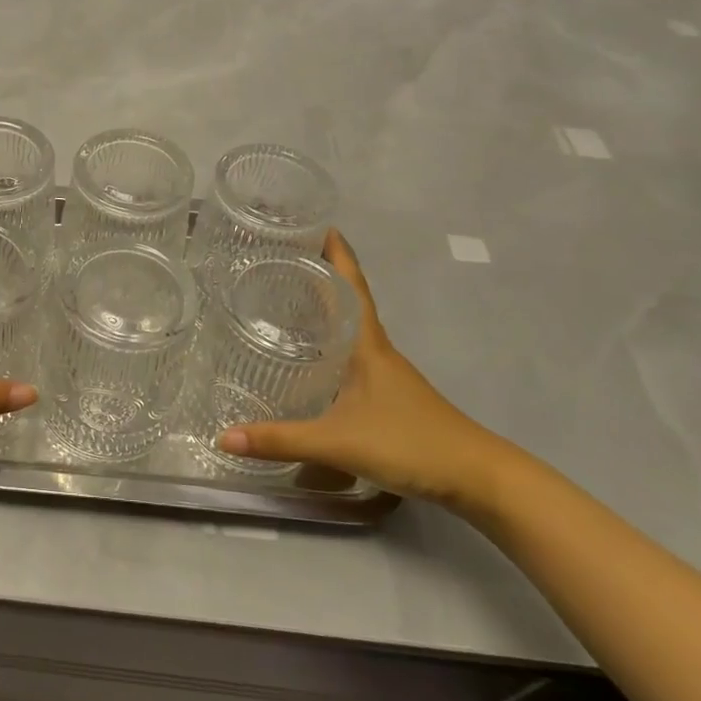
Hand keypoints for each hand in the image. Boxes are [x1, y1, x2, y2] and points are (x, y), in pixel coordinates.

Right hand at [215, 231, 508, 507]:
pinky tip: (312, 359)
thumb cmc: (410, 443)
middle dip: (320, 275)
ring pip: (349, 329)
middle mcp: (376, 350)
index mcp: (367, 344)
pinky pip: (352, 355)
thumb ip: (281, 440)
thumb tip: (224, 437)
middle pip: (347, 300)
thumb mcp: (338, 442)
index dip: (337, 253)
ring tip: (287, 299)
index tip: (317, 223)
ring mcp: (385, 373)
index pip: (351, 285)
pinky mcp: (388, 395)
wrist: (477, 478)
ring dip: (325, 309)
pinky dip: (330, 343)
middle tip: (281, 258)